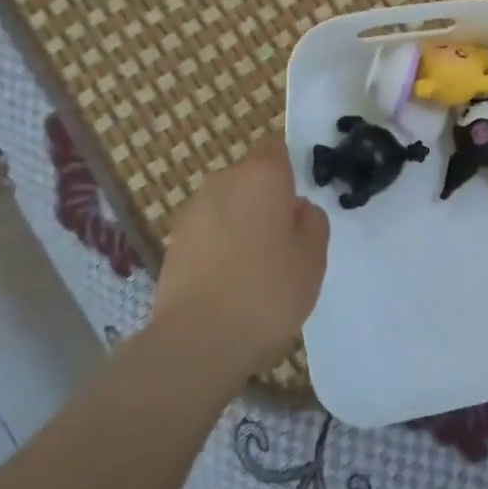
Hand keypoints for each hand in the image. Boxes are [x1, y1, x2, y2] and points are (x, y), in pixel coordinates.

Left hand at [153, 137, 329, 381]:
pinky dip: (221, 246)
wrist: (199, 341)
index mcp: (261, 175)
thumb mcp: (314, 255)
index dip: (291, 167)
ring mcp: (192, 211)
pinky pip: (209, 232)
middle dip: (267, 199)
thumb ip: (311, 220)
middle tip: (287, 239)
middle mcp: (222, 181)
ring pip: (228, 205)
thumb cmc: (268, 291)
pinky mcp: (173, 242)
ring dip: (243, 224)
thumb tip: (295, 209)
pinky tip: (231, 281)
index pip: (277, 147)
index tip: (303, 196)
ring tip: (258, 266)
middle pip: (251, 178)